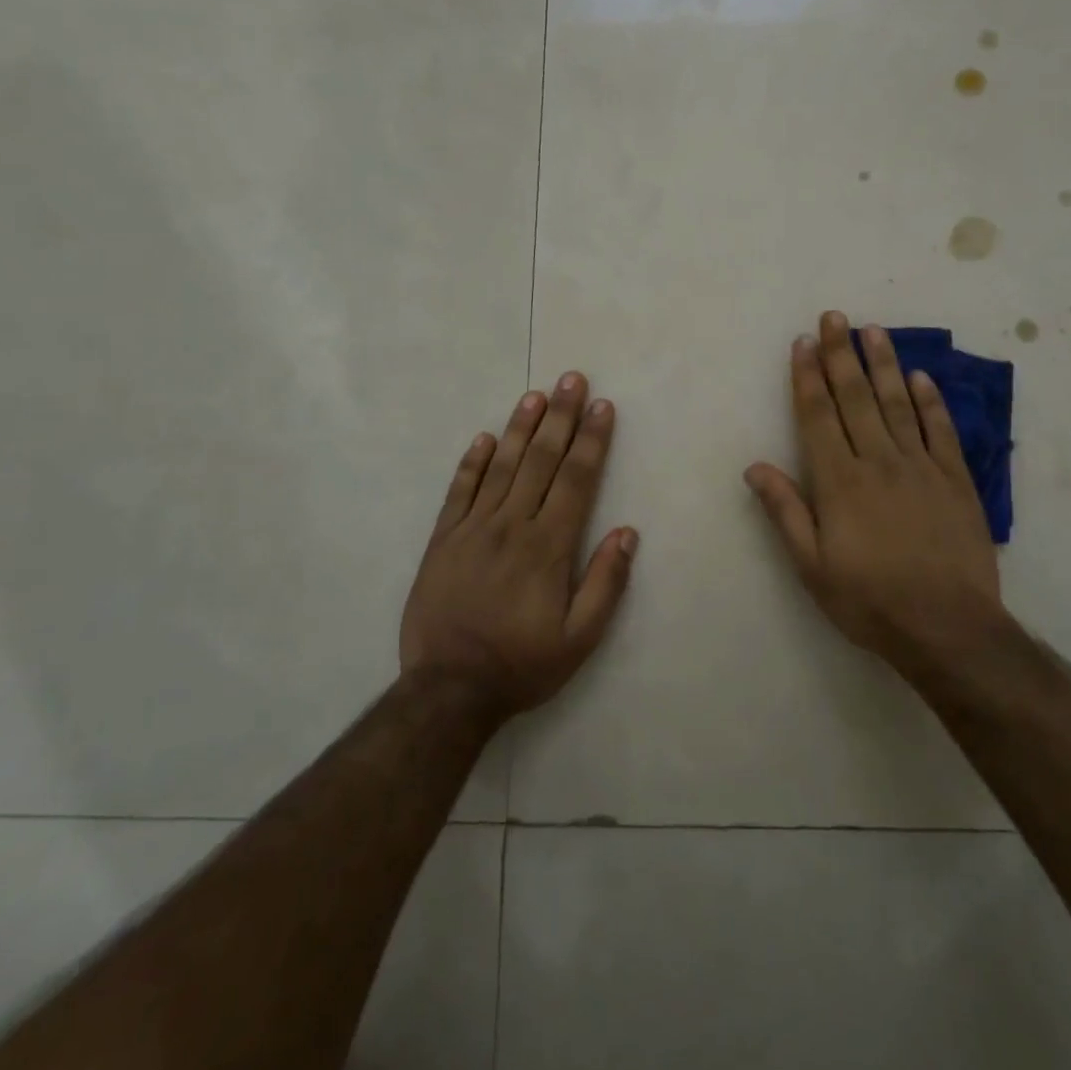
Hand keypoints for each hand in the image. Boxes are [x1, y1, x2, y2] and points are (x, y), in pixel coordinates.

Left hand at [400, 372, 637, 718]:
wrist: (448, 690)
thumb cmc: (522, 664)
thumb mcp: (579, 639)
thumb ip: (606, 584)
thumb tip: (627, 532)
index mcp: (549, 547)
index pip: (576, 480)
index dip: (592, 440)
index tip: (602, 407)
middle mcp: (512, 526)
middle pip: (542, 461)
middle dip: (561, 417)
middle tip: (572, 379)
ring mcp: (473, 529)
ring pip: (502, 466)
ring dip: (521, 428)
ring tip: (536, 395)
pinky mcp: (443, 540)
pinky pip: (459, 492)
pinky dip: (472, 462)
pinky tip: (484, 438)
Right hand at [745, 311, 1004, 674]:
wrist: (948, 627)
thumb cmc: (870, 601)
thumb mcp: (812, 567)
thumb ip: (785, 512)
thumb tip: (755, 467)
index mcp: (839, 482)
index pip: (819, 416)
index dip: (809, 377)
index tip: (803, 342)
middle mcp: (879, 462)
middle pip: (856, 398)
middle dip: (841, 355)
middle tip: (834, 317)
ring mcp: (921, 467)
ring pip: (898, 404)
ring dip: (883, 364)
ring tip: (873, 330)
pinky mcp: (956, 480)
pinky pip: (941, 431)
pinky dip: (930, 401)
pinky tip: (921, 377)